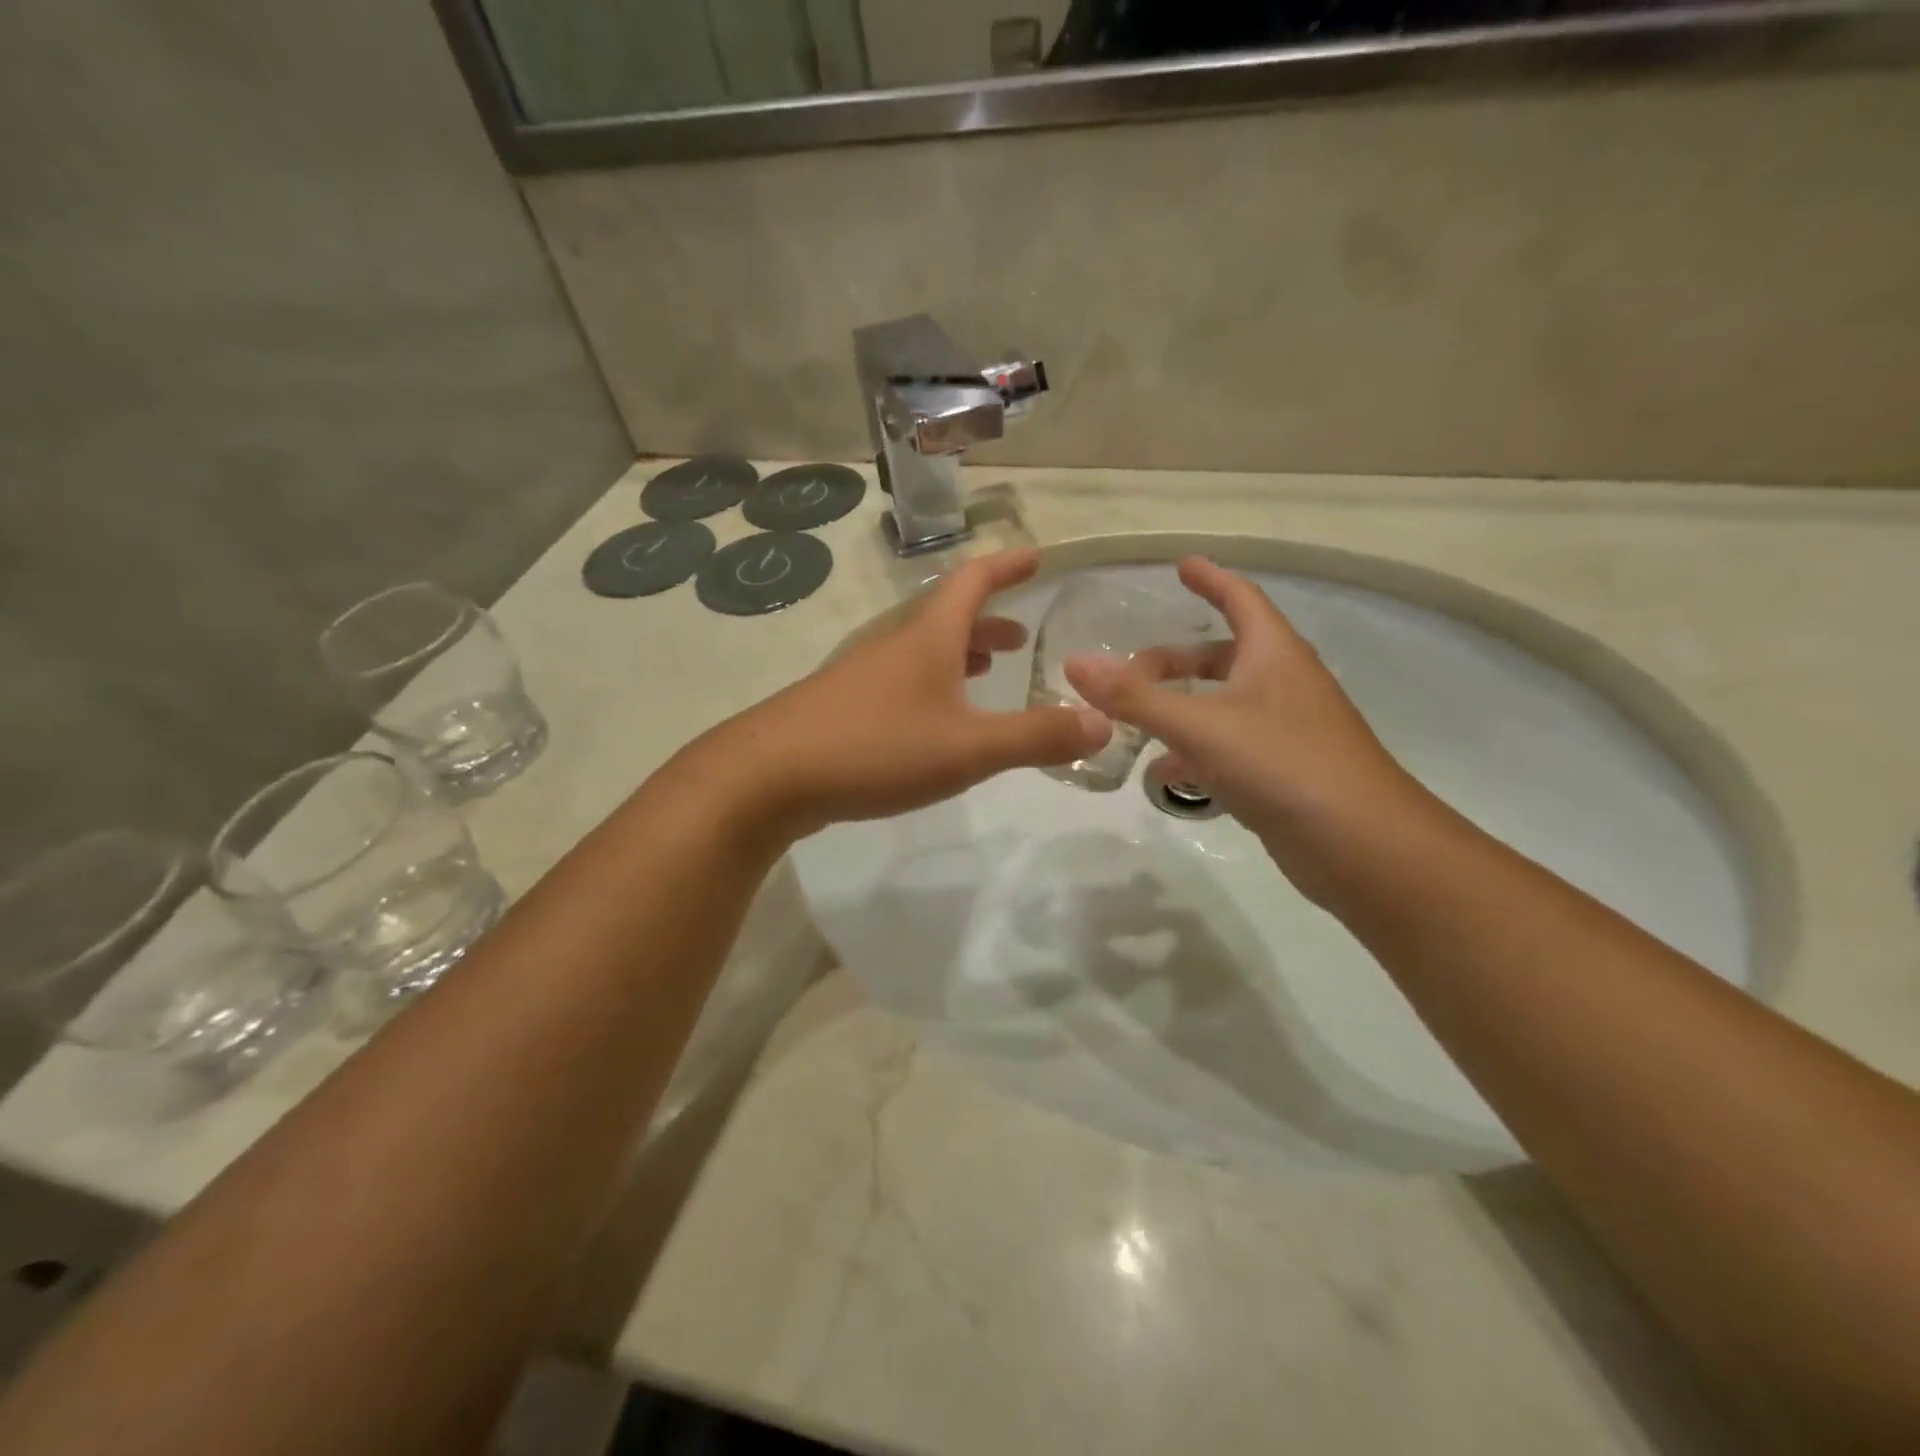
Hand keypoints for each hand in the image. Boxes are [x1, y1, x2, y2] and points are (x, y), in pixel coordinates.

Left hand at [704, 550, 1109, 840]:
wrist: (768, 776)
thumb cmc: (875, 748)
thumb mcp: (968, 747)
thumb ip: (1037, 737)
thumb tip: (1103, 723)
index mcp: (927, 638)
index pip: (974, 582)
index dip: (1007, 566)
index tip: (1035, 556)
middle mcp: (894, 646)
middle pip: (947, 617)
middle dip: (989, 620)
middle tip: (1021, 636)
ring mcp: (863, 676)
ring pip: (921, 652)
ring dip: (959, 654)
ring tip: (986, 671)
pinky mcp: (843, 709)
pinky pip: (900, 683)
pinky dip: (931, 686)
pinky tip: (934, 721)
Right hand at [1064, 557, 1431, 901]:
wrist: (1362, 845)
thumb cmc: (1283, 764)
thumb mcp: (1200, 725)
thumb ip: (1135, 698)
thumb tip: (1075, 662)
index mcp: (1274, 654)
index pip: (1240, 598)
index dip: (1210, 578)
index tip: (1181, 565)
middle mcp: (1284, 685)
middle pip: (1225, 656)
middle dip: (1177, 660)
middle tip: (1130, 671)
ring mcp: (1287, 731)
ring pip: (1225, 705)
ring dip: (1182, 708)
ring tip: (1136, 722)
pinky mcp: (1285, 774)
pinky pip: (1231, 748)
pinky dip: (1197, 753)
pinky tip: (1167, 775)